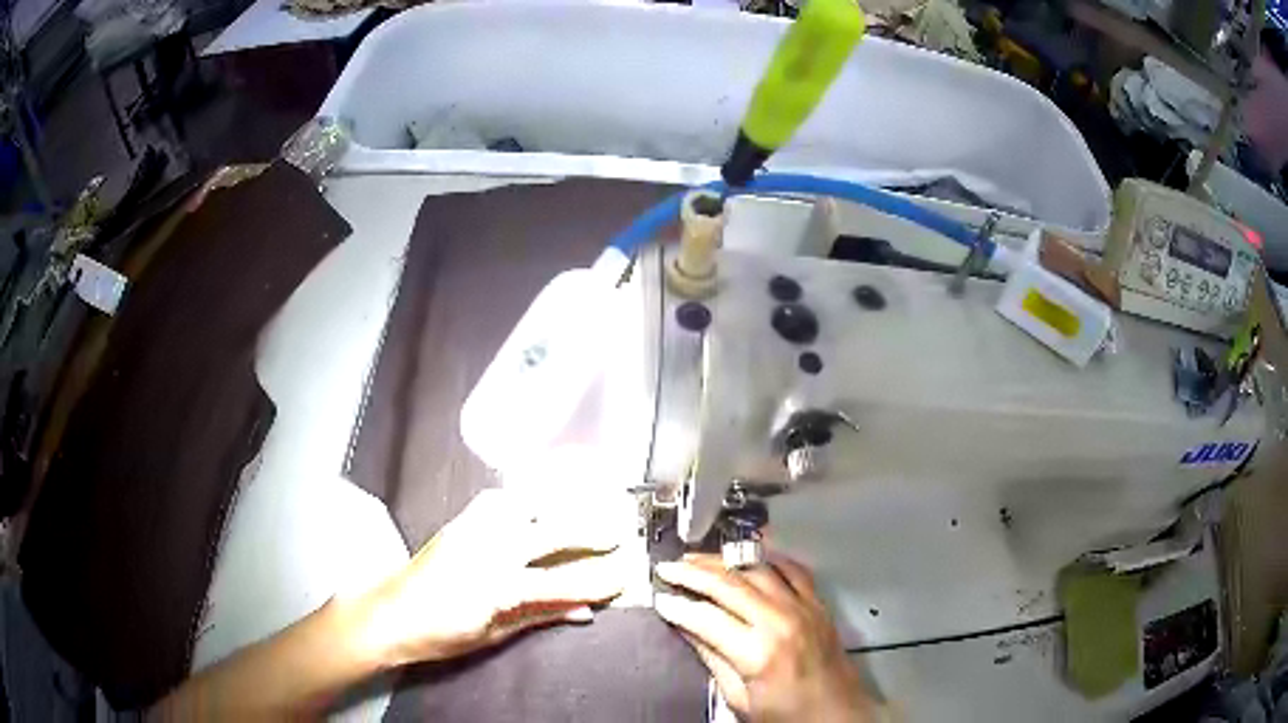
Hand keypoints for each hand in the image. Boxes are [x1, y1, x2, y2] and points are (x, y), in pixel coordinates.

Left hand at [361, 489, 627, 666]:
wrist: (388, 615)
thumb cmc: (440, 635)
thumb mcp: (494, 635)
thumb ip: (541, 617)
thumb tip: (584, 612)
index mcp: (498, 587)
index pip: (561, 581)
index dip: (596, 581)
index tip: (622, 577)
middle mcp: (488, 550)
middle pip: (549, 532)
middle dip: (588, 532)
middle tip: (617, 534)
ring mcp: (471, 530)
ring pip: (523, 504)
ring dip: (556, 503)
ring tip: (583, 504)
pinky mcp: (458, 522)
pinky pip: (494, 500)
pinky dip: (519, 497)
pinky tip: (532, 501)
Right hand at [654, 553, 873, 722]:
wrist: (837, 714)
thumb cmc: (786, 715)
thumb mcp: (740, 698)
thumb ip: (712, 659)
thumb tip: (685, 627)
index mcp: (758, 653)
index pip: (706, 618)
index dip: (678, 607)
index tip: (659, 599)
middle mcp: (781, 621)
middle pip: (729, 585)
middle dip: (693, 574)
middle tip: (668, 568)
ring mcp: (803, 607)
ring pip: (757, 569)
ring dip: (724, 561)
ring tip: (698, 559)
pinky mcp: (818, 604)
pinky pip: (793, 569)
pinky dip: (769, 558)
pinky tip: (750, 556)